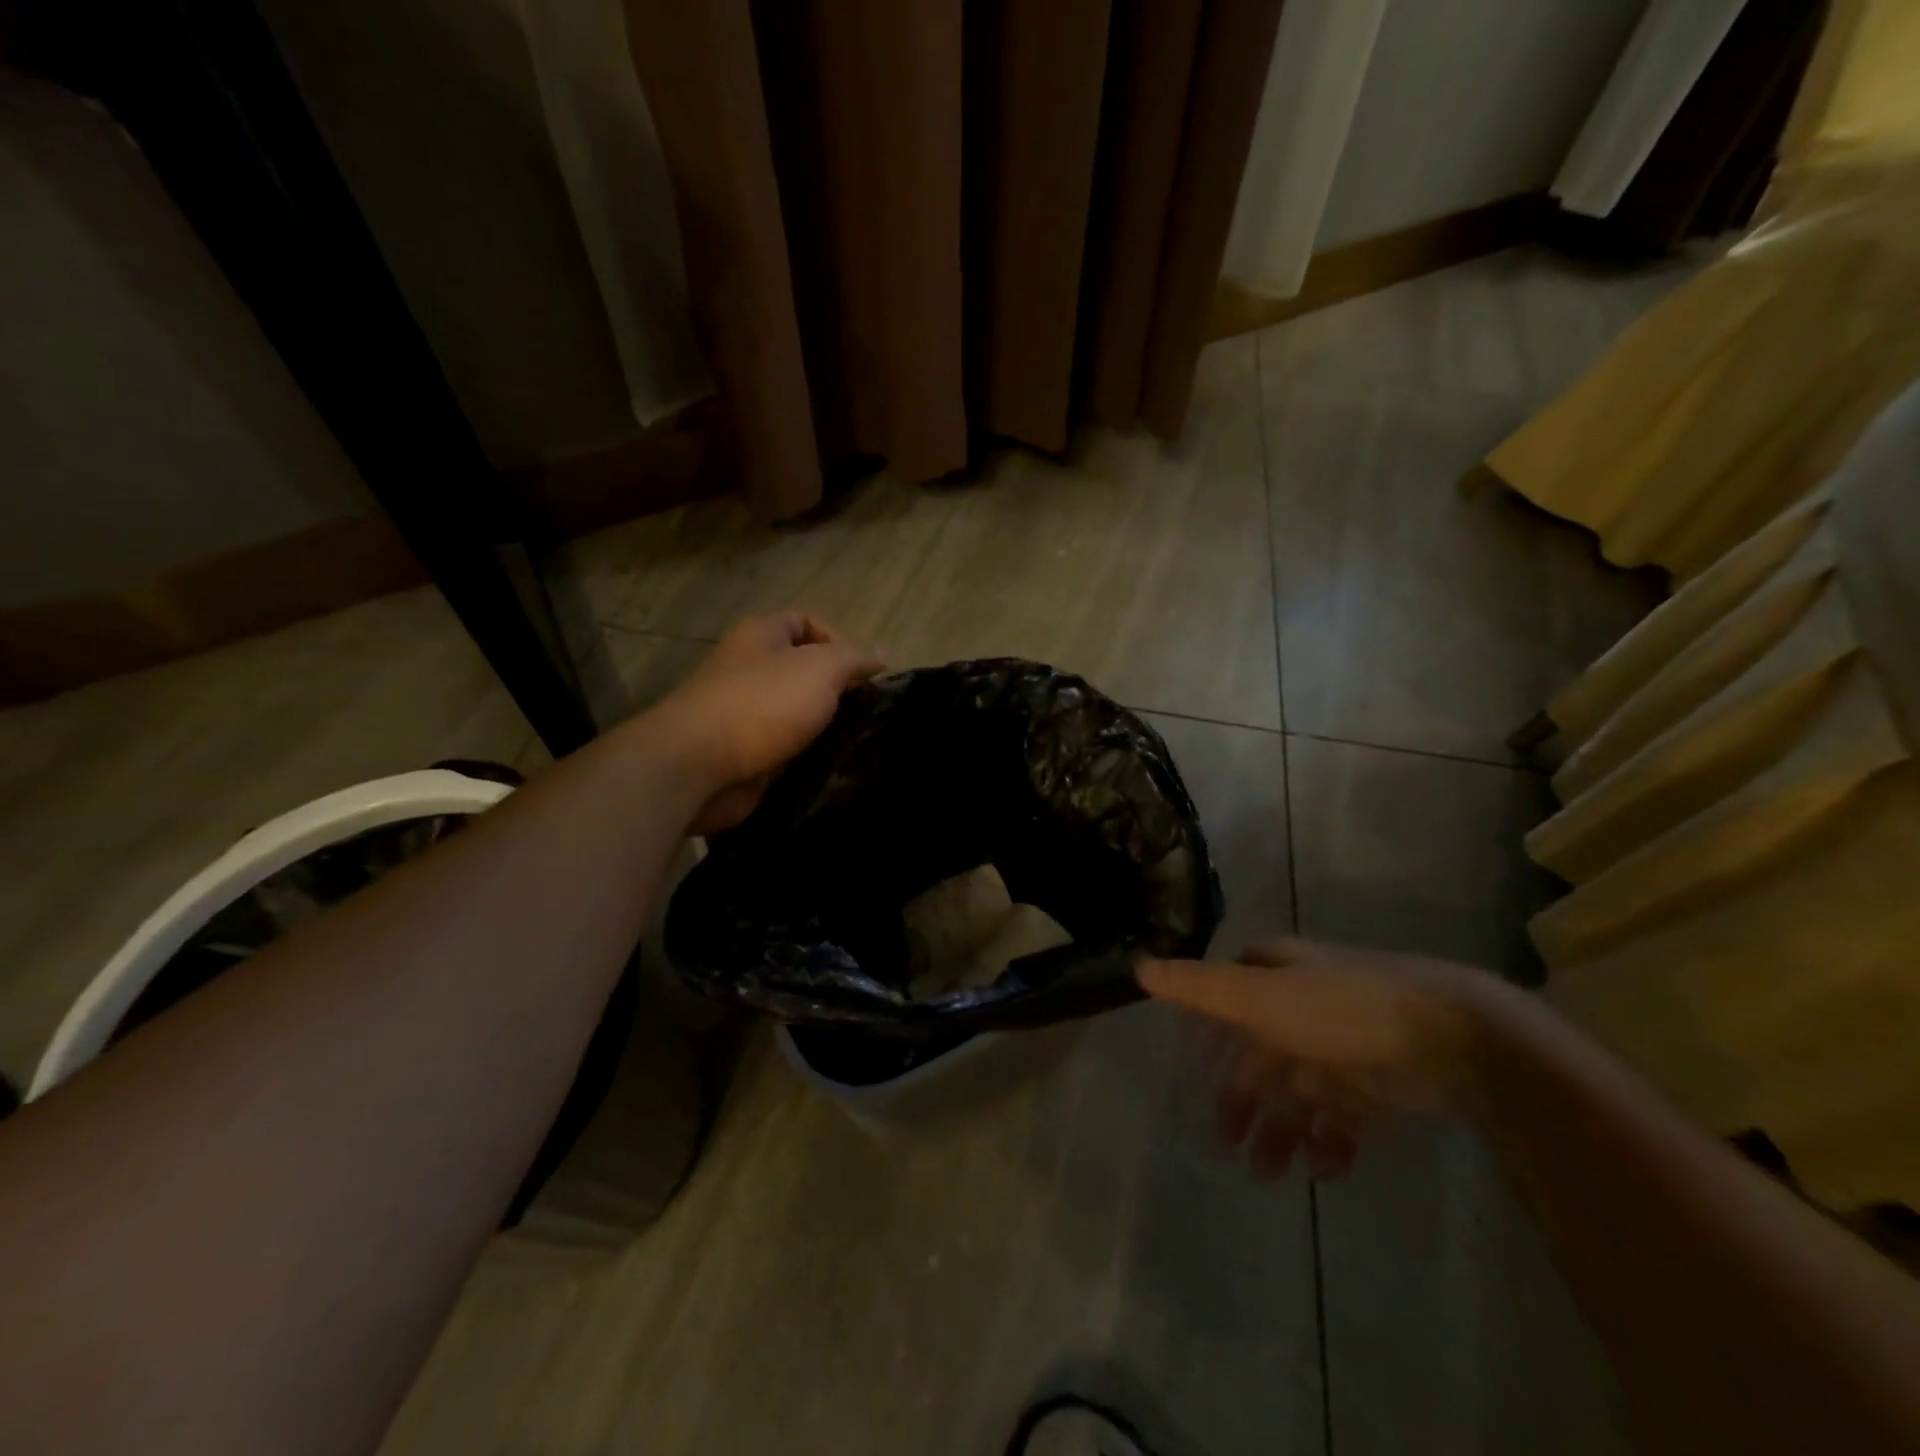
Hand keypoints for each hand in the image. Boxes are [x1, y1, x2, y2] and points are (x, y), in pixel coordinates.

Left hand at [655, 612, 883, 834]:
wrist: (699, 765)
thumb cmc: (762, 703)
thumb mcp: (821, 667)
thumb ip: (853, 659)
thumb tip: (878, 658)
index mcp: (760, 636)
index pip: (806, 622)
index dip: (839, 640)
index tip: (866, 674)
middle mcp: (749, 668)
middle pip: (803, 670)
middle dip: (837, 690)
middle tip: (868, 712)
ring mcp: (744, 713)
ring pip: (797, 713)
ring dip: (824, 727)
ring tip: (858, 742)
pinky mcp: (744, 753)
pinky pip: (786, 749)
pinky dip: (807, 756)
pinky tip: (832, 767)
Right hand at [1138, 938, 1497, 1179]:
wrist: (1453, 1038)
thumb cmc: (1340, 1009)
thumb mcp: (1258, 996)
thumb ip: (1198, 988)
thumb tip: (1138, 967)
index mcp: (1275, 978)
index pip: (1229, 999)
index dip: (1209, 1034)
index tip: (1193, 1071)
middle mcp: (1304, 1007)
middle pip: (1261, 1056)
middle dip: (1242, 1099)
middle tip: (1226, 1144)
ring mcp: (1344, 1047)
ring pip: (1298, 1093)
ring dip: (1280, 1130)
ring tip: (1268, 1172)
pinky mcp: (1380, 1086)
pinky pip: (1344, 1120)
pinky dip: (1329, 1144)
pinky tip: (1323, 1167)